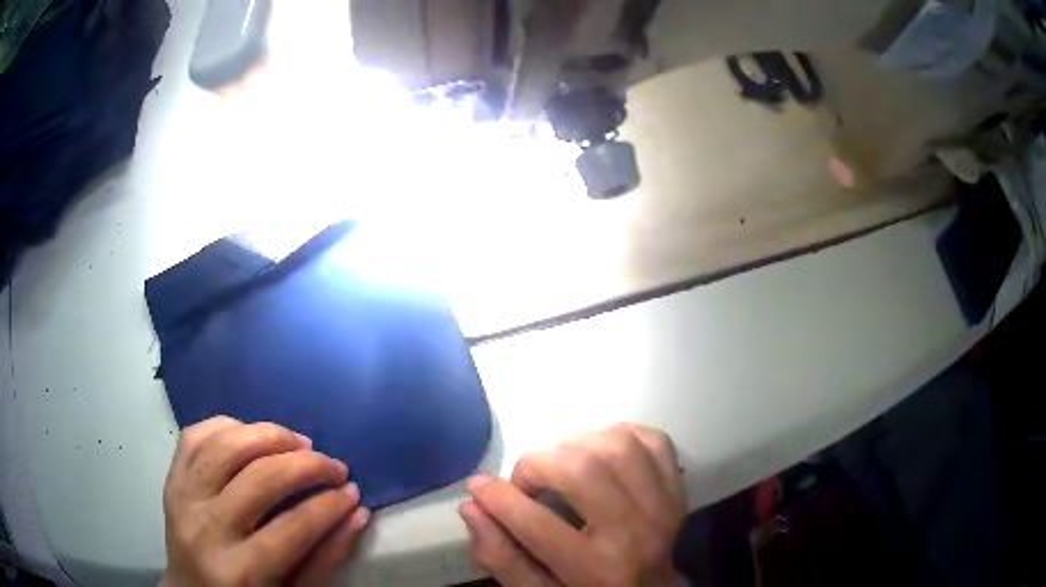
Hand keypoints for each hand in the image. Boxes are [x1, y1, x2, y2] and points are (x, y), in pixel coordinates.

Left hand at [163, 416, 370, 585]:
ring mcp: (182, 498)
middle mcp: (205, 529)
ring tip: (300, 443)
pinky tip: (253, 434)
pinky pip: (196, 435)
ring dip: (270, 434)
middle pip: (260, 478)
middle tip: (335, 466)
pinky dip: (228, 425)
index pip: (293, 527)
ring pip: (226, 444)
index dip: (330, 505)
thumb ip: (325, 558)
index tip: (353, 491)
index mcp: (240, 572)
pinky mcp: (171, 479)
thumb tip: (356, 513)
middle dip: (308, 466)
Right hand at [459, 424, 686, 585]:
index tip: (479, 486)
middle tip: (528, 482)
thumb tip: (472, 506)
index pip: (537, 525)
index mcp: (596, 571)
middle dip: (538, 465)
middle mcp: (636, 535)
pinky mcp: (677, 488)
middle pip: (582, 470)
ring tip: (562, 465)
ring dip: (577, 445)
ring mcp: (663, 506)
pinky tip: (600, 453)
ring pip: (617, 445)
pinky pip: (652, 440)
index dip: (498, 498)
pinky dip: (620, 435)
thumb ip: (501, 557)